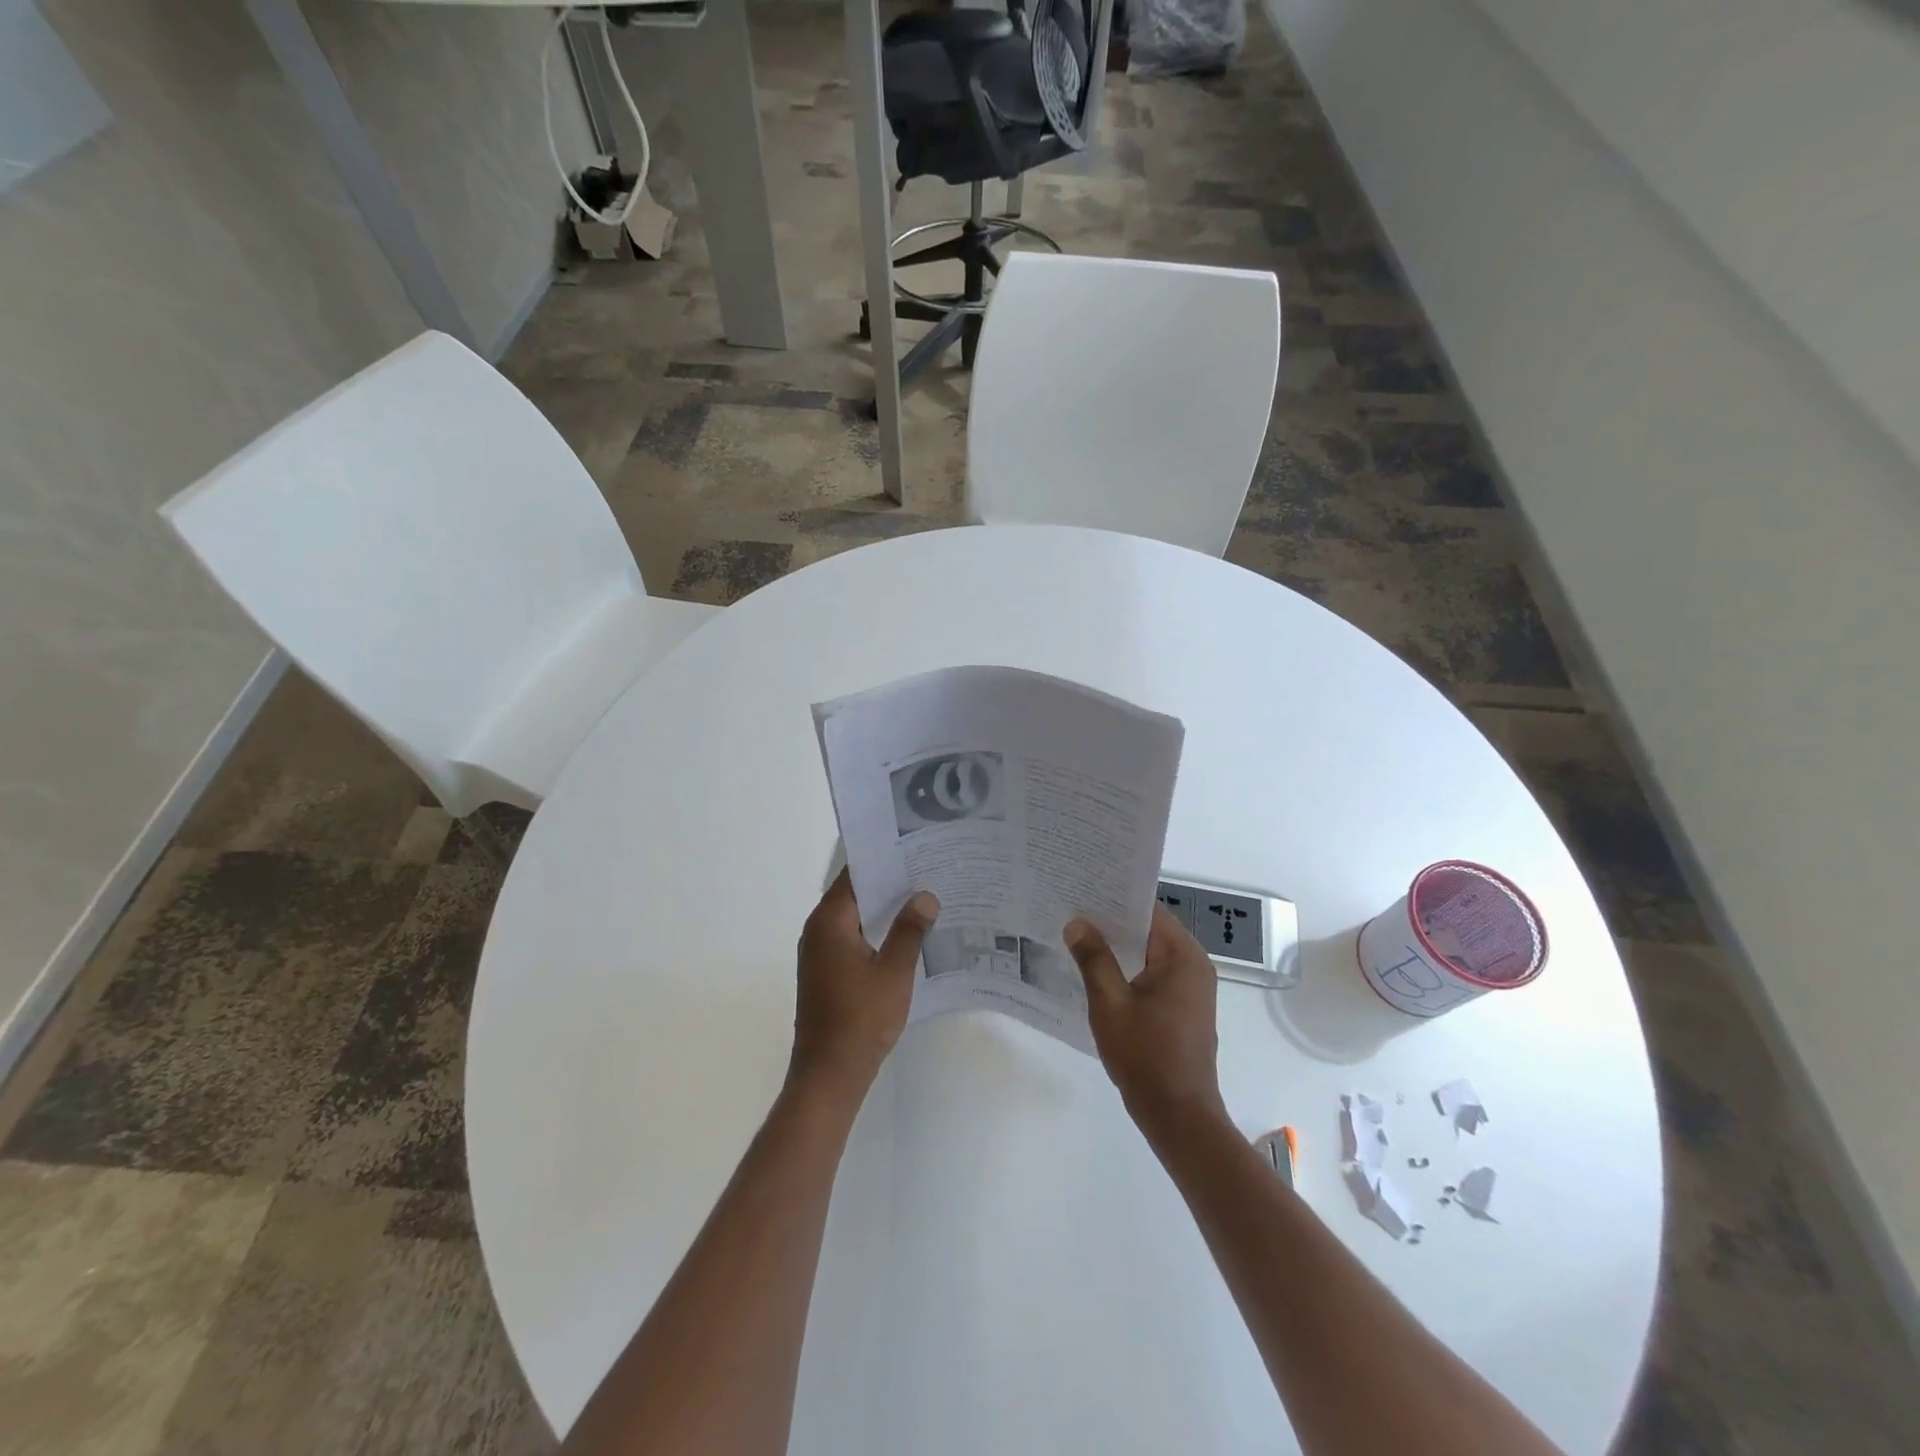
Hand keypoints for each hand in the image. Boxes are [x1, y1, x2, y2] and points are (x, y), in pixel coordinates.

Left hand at [789, 870, 939, 1100]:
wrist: (829, 1074)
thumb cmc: (861, 1018)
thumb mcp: (894, 971)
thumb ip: (910, 930)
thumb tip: (925, 896)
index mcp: (829, 922)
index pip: (854, 876)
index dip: (883, 862)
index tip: (913, 849)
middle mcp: (817, 931)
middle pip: (853, 896)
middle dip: (888, 885)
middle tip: (926, 872)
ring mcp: (818, 954)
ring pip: (853, 919)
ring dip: (882, 912)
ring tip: (922, 901)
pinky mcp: (824, 974)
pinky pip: (850, 940)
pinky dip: (874, 933)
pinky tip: (904, 938)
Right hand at [1064, 905, 1226, 1140]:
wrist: (1179, 1117)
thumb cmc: (1146, 1056)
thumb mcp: (1110, 1003)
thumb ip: (1093, 959)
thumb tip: (1077, 923)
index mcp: (1183, 956)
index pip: (1147, 910)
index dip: (1113, 899)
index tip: (1081, 890)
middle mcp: (1193, 965)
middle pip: (1148, 930)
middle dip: (1110, 923)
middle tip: (1070, 911)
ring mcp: (1190, 988)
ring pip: (1147, 954)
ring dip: (1117, 948)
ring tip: (1076, 936)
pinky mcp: (1182, 1008)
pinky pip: (1151, 975)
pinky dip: (1127, 970)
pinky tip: (1095, 972)